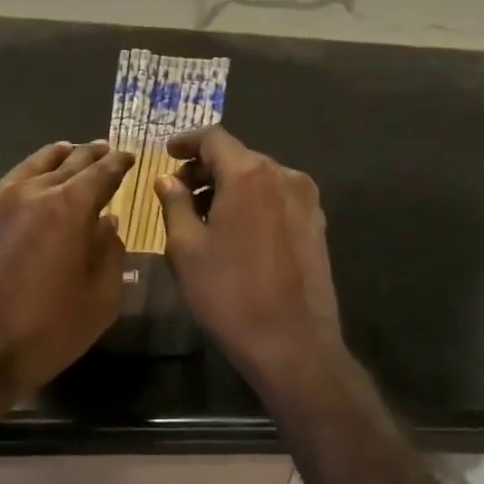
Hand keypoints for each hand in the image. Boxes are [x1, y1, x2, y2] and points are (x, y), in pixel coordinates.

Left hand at [0, 139, 133, 406]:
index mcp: (69, 208)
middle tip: (104, 149)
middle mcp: (32, 192)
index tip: (128, 157)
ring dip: (56, 157)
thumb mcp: (100, 299)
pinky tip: (31, 183)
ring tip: (68, 151)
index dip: (118, 163)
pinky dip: (28, 174)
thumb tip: (107, 223)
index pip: (101, 173)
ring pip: (33, 165)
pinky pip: (9, 183)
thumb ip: (110, 253)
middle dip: (90, 154)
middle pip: (68, 162)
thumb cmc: (44, 332)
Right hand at [154, 127, 346, 389]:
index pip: (214, 138)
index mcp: (249, 174)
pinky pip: (276, 197)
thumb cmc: (230, 293)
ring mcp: (306, 200)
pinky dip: (252, 201)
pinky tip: (235, 229)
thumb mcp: (187, 249)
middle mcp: (283, 176)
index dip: (187, 142)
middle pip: (238, 156)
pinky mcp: (316, 224)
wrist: (294, 344)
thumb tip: (168, 180)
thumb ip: (175, 204)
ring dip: (229, 186)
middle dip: (206, 168)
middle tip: (178, 191)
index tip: (167, 153)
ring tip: (203, 214)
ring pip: (258, 177)